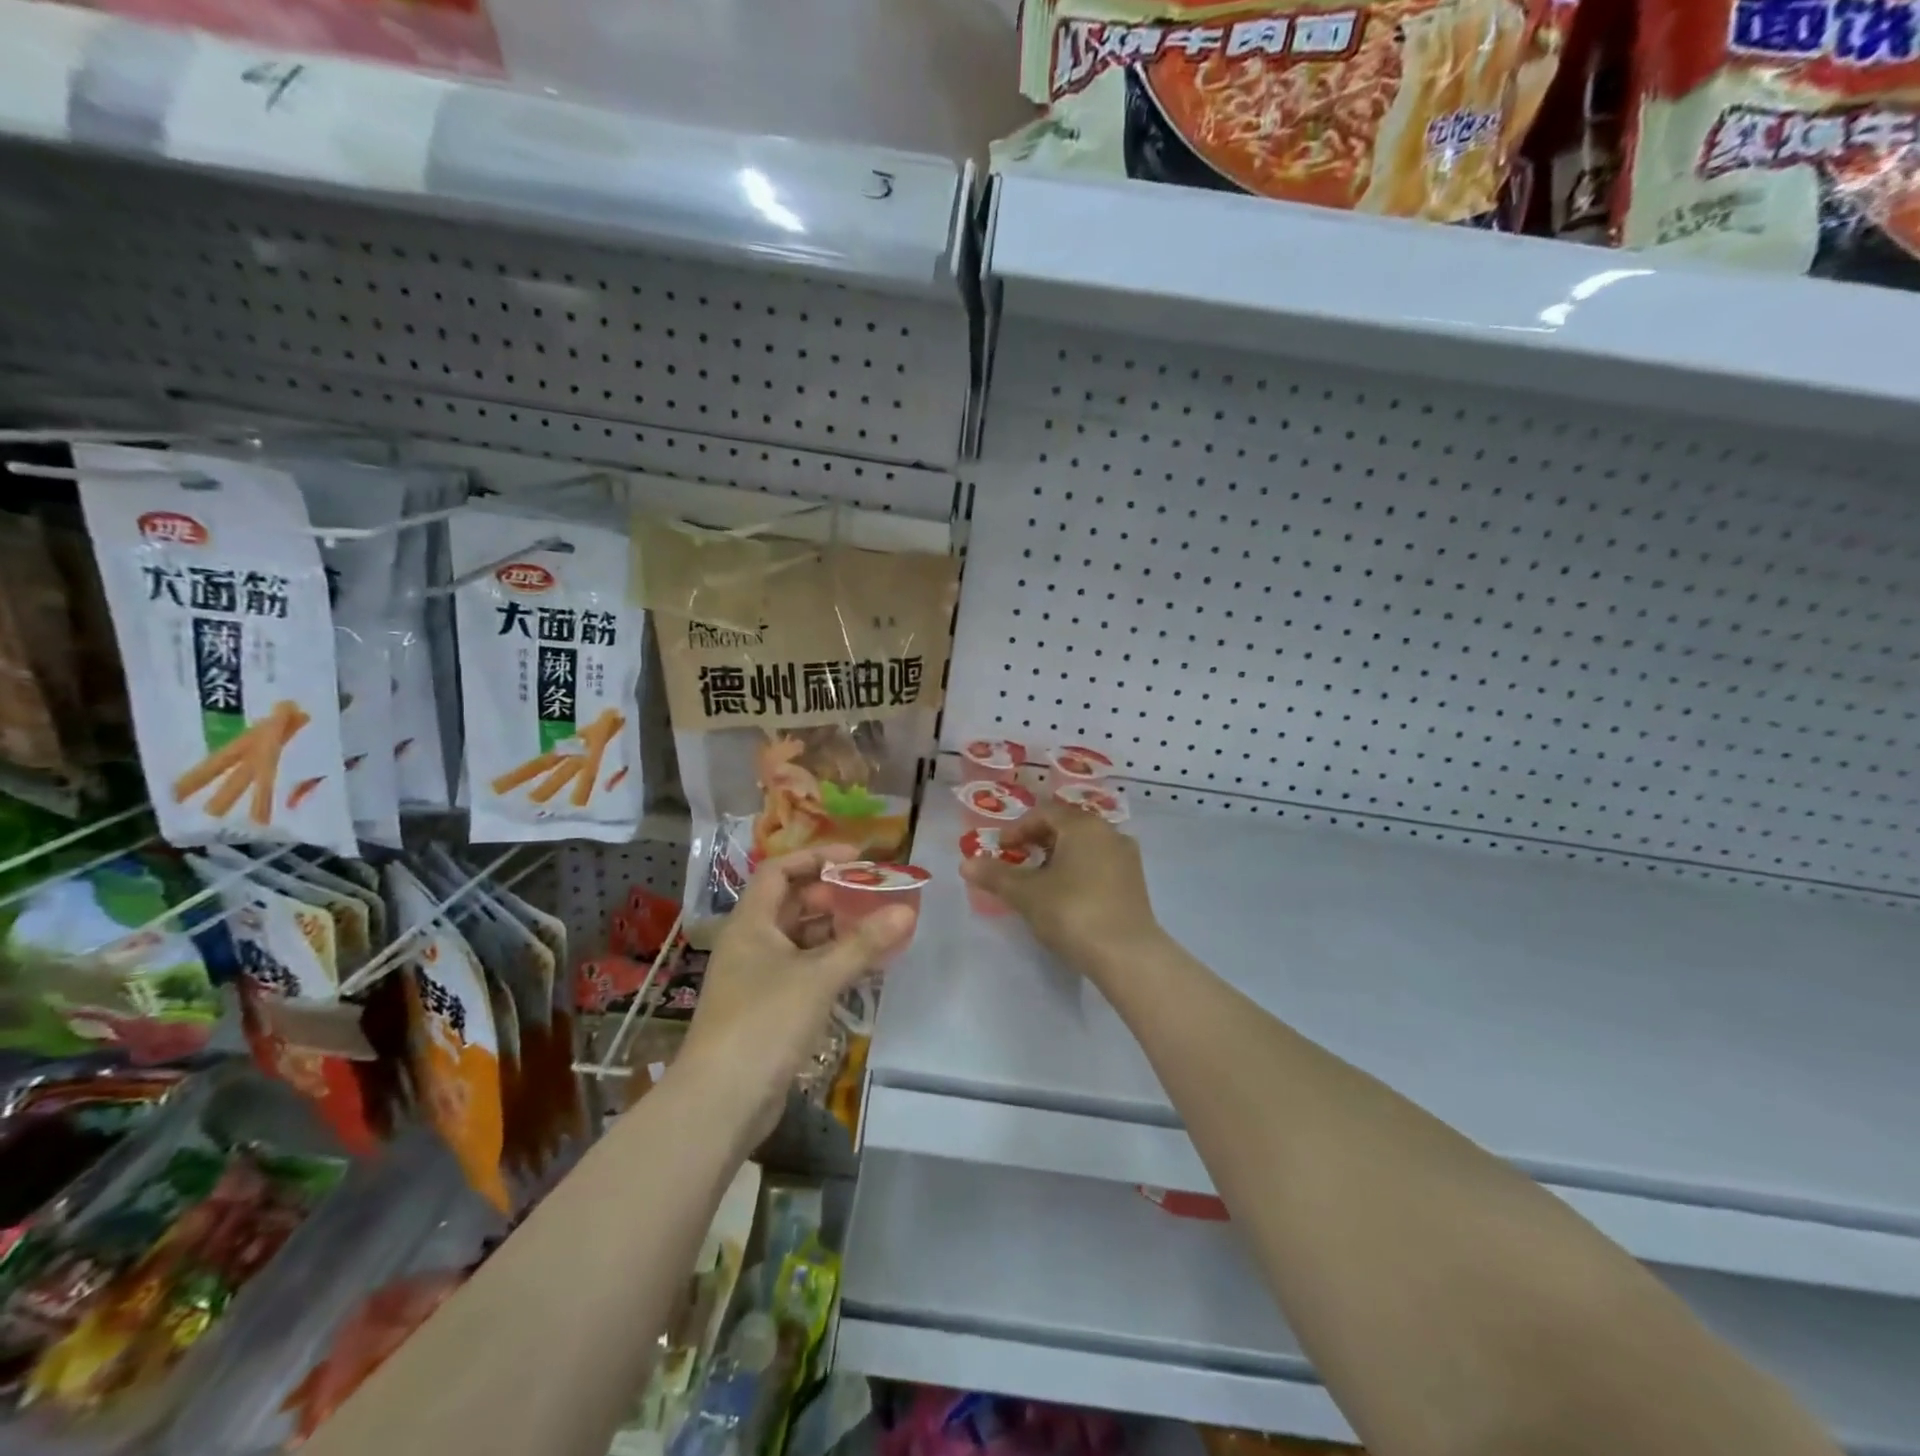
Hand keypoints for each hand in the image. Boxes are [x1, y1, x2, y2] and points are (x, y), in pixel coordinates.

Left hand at [677, 844, 915, 1147]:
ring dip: (836, 932)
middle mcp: (751, 943)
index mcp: (751, 923)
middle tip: (875, 895)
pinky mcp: (769, 1009)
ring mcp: (758, 978)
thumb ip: (863, 943)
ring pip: (801, 940)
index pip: (779, 871)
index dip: (816, 857)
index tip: (856, 858)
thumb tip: (905, 910)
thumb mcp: (818, 977)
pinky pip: (804, 971)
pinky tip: (863, 968)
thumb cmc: (764, 1023)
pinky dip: (832, 964)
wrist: (721, 1102)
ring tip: (878, 928)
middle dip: (833, 896)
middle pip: (793, 904)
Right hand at [958, 803, 1162, 981]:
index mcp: (1083, 825)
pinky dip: (1079, 872)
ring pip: (1085, 847)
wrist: (1128, 955)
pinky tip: (1067, 897)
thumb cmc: (1072, 912)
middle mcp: (1109, 832)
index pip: (1044, 813)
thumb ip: (995, 875)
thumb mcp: (1026, 894)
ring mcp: (1126, 858)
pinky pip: (1100, 865)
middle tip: (1017, 863)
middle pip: (1066, 827)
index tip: (1001, 850)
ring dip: (1058, 858)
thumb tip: (965, 863)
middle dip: (1038, 842)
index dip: (1018, 829)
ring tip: (1039, 882)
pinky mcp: (1135, 883)